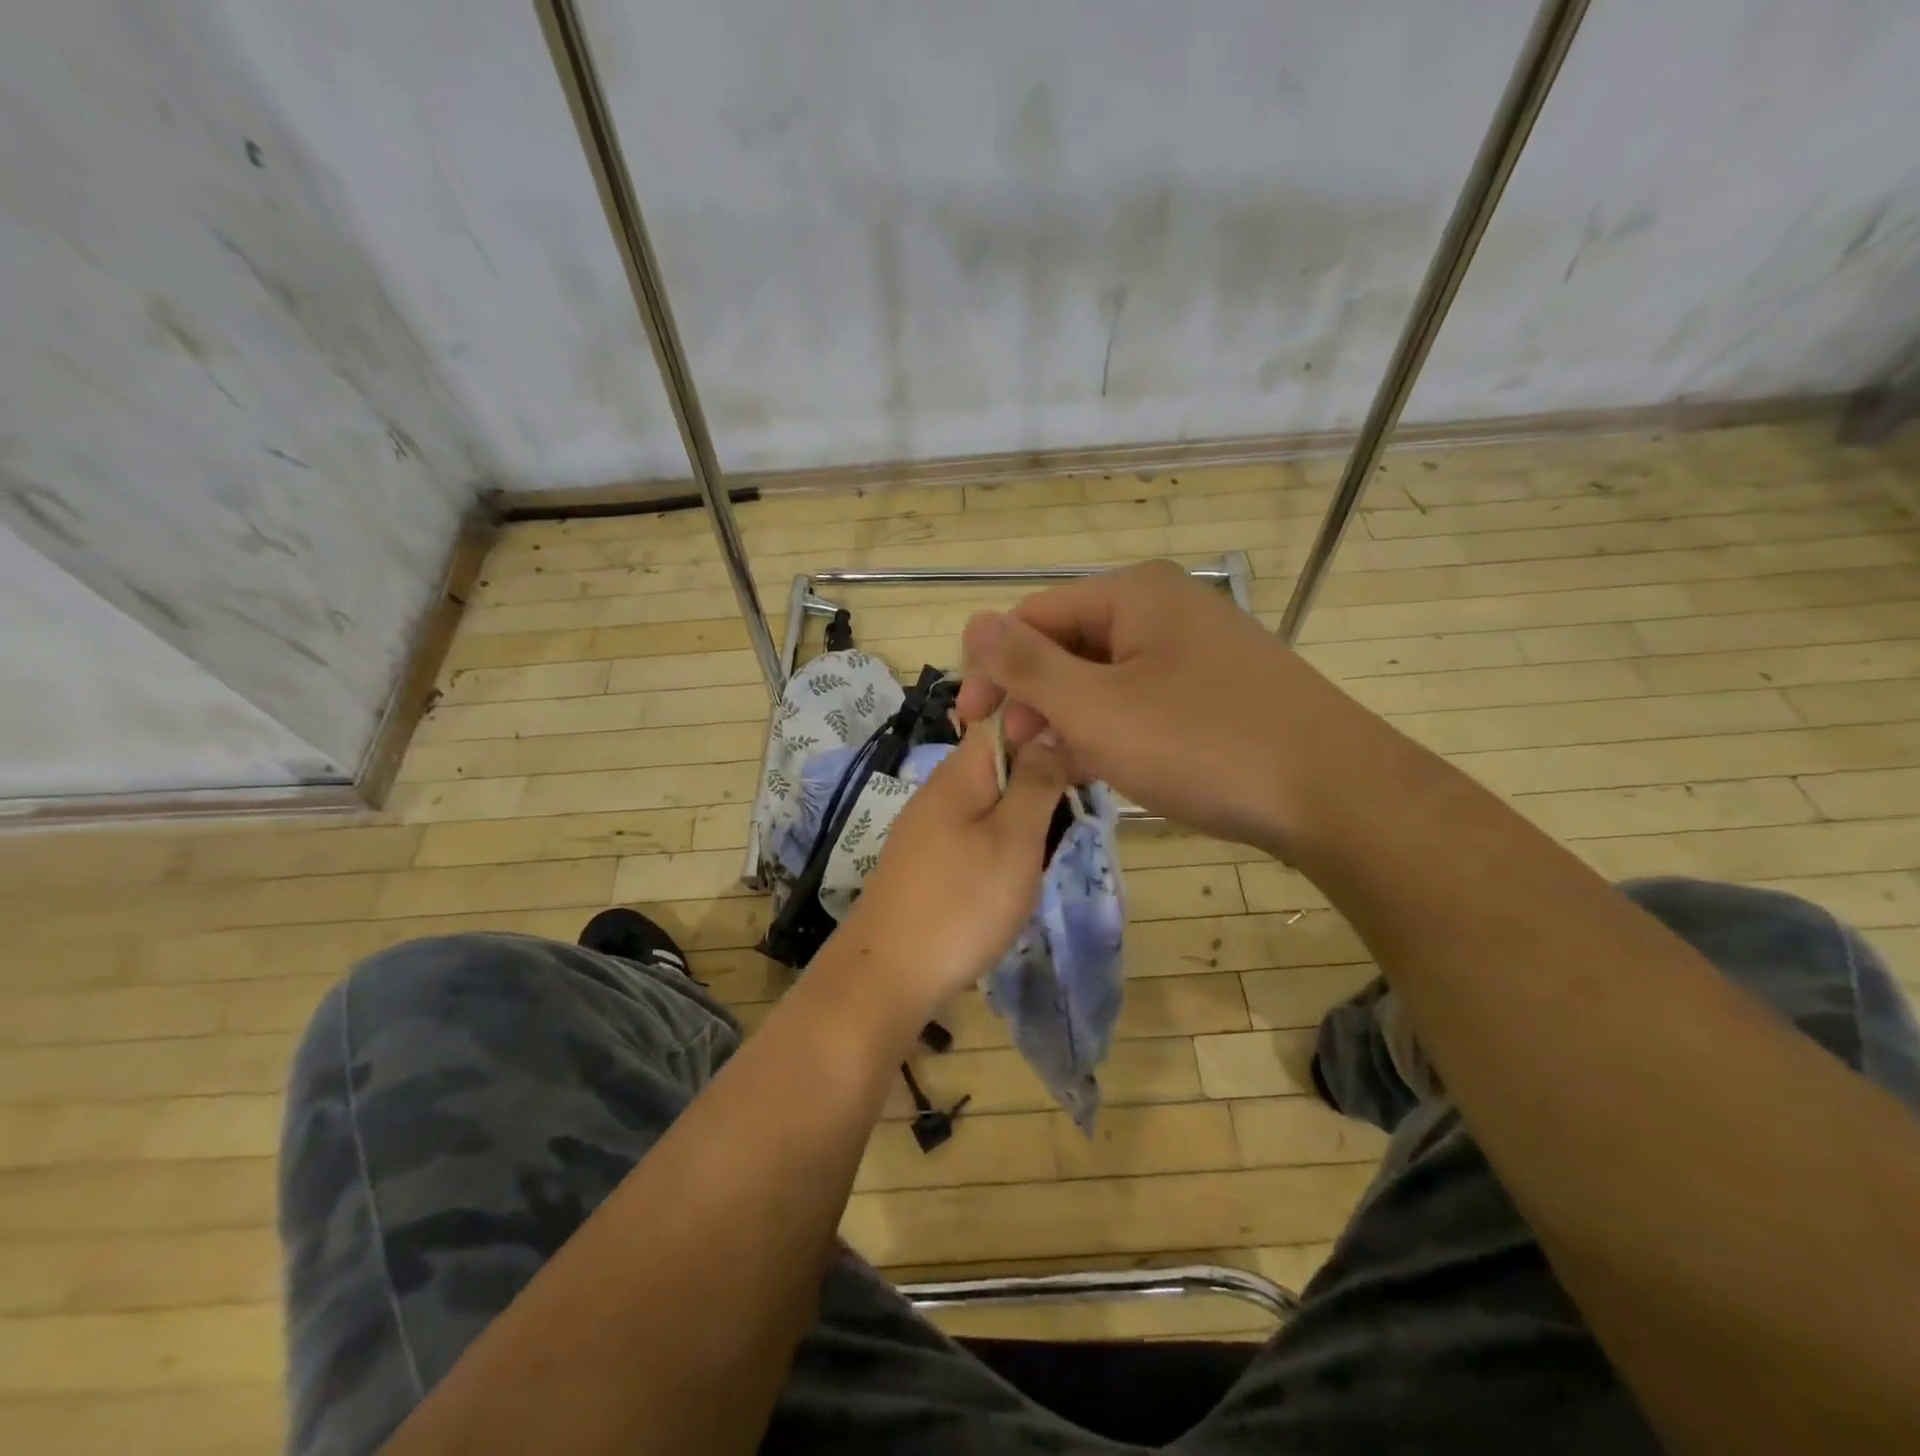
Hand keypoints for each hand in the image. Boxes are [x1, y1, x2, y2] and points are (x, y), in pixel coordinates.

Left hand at [829, 723, 1070, 1022]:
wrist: (888, 975)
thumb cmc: (961, 903)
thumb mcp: (1013, 839)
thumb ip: (1036, 781)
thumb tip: (1050, 731)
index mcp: (960, 772)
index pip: (1003, 719)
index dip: (1045, 727)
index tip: (1084, 758)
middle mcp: (940, 790)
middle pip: (999, 760)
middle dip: (1040, 776)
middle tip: (1075, 810)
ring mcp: (929, 827)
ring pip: (990, 799)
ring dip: (1024, 813)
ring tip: (1050, 846)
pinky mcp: (926, 861)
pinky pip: (974, 832)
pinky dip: (1002, 842)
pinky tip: (1015, 873)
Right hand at [955, 559, 1353, 851]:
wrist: (1335, 794)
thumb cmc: (1201, 744)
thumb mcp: (1095, 708)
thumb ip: (1026, 666)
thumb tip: (972, 623)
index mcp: (1132, 594)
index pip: (1032, 618)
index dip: (991, 670)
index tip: (970, 726)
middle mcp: (1165, 607)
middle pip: (1069, 644)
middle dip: (1034, 698)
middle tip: (1017, 753)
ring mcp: (1197, 648)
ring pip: (1105, 677)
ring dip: (1070, 718)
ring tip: (1058, 766)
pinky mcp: (1219, 688)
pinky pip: (1143, 698)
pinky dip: (1114, 729)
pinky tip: (1105, 766)